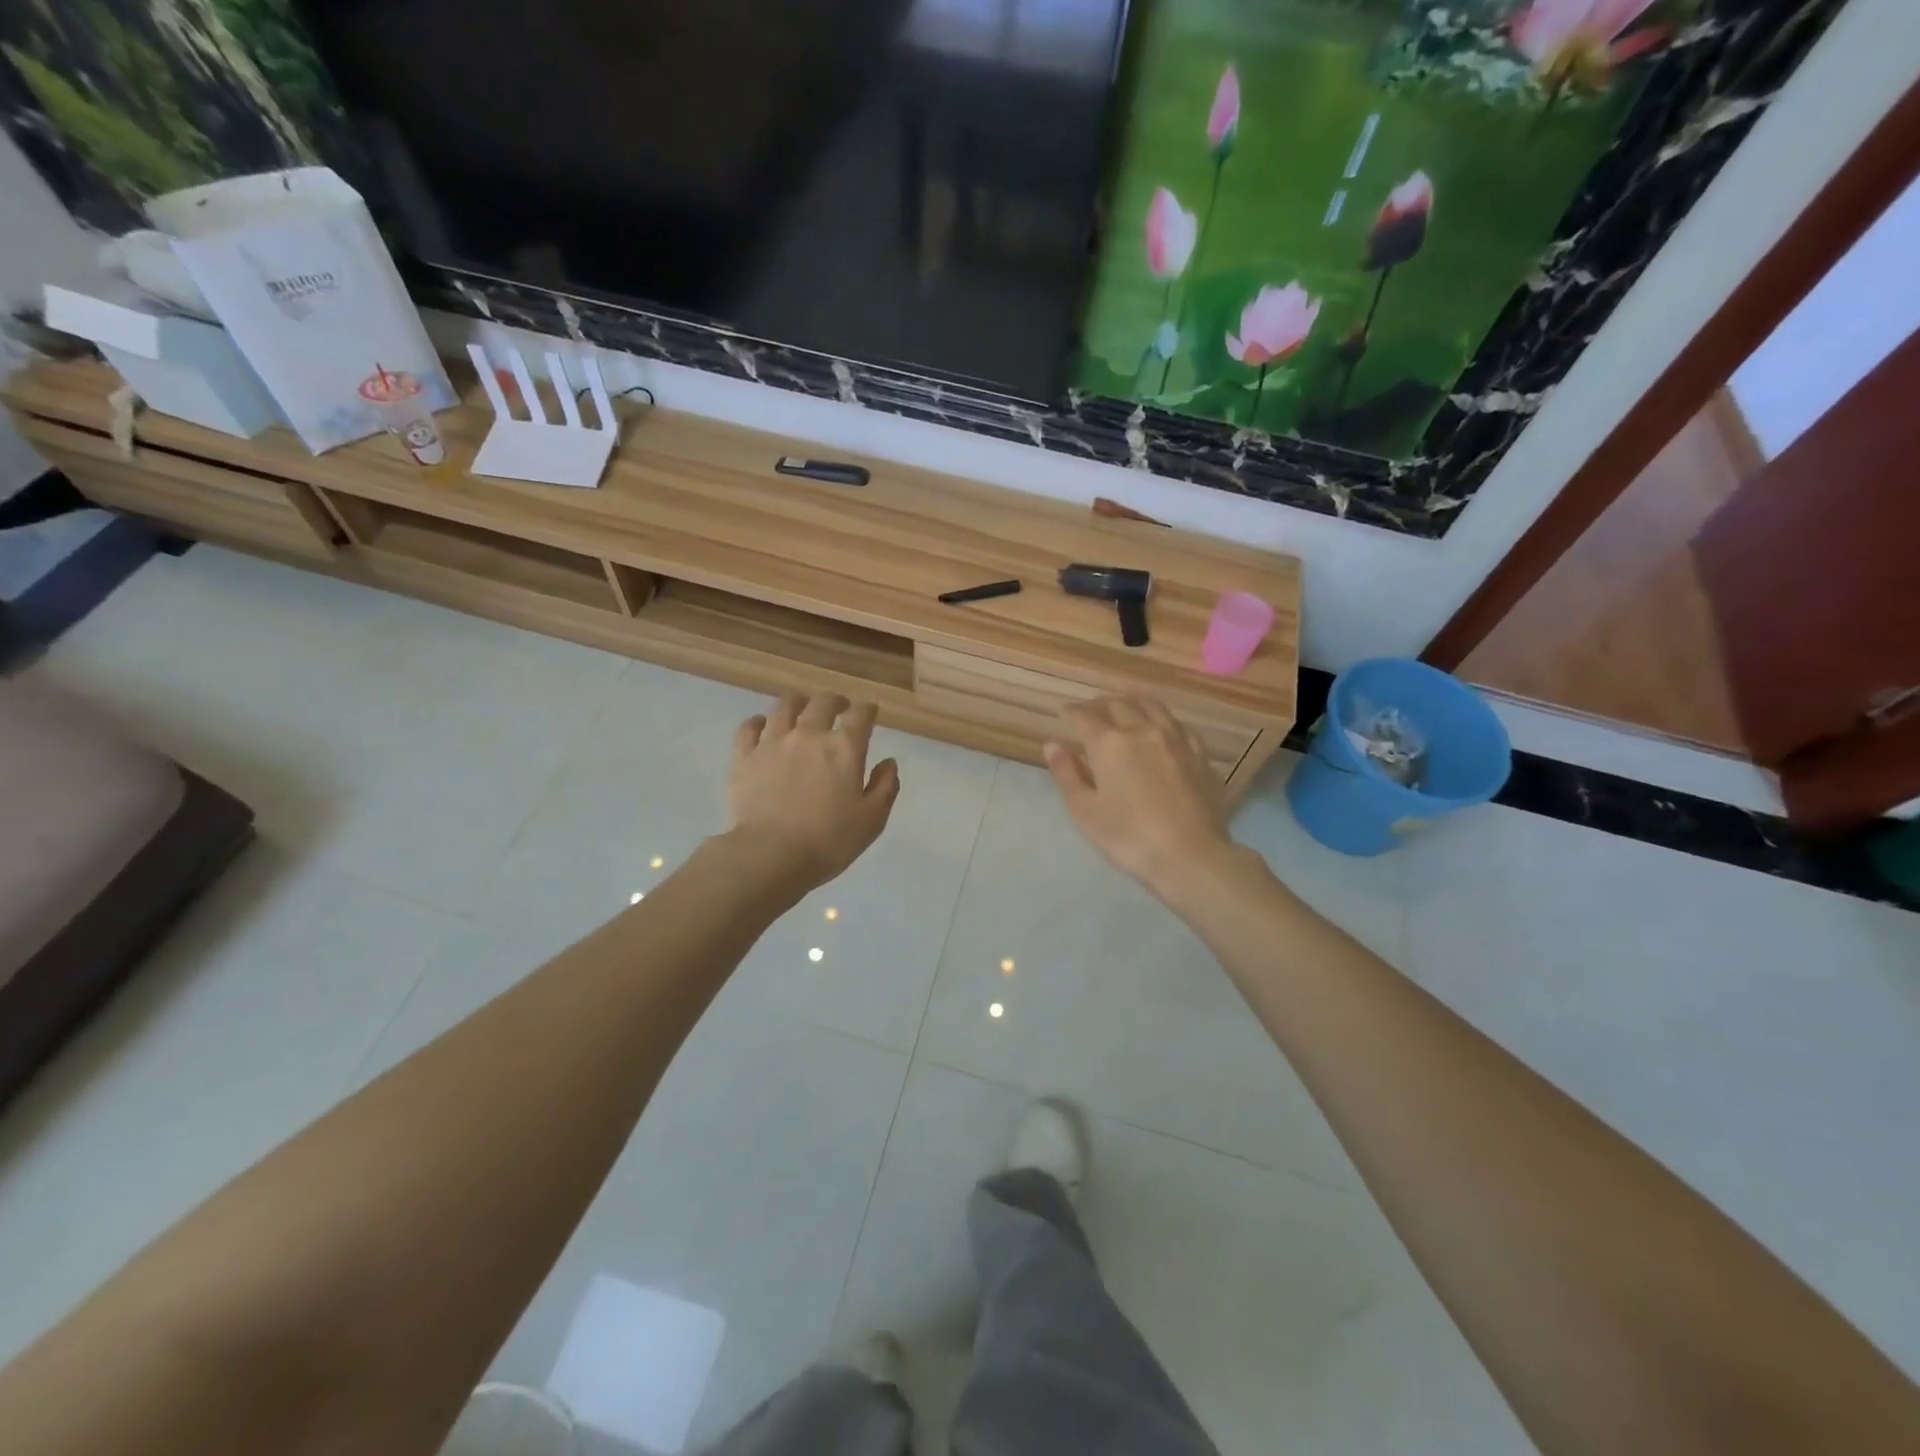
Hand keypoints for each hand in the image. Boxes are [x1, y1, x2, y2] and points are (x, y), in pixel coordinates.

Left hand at [725, 693, 900, 891]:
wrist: (771, 855)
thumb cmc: (829, 841)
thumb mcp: (872, 820)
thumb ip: (885, 786)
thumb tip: (888, 762)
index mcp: (844, 748)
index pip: (860, 715)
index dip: (867, 710)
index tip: (870, 712)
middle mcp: (809, 735)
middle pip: (822, 702)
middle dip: (835, 701)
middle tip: (839, 708)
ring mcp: (772, 742)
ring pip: (785, 706)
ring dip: (798, 703)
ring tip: (802, 709)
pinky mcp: (744, 757)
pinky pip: (749, 726)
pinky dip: (759, 721)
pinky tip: (763, 726)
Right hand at [1044, 696, 1234, 899]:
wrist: (1191, 856)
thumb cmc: (1129, 837)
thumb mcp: (1085, 811)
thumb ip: (1067, 774)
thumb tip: (1053, 745)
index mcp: (1109, 743)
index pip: (1085, 716)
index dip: (1071, 712)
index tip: (1064, 712)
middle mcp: (1143, 730)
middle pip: (1118, 704)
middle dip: (1100, 704)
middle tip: (1091, 712)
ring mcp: (1176, 739)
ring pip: (1152, 706)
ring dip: (1132, 702)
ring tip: (1124, 708)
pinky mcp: (1199, 754)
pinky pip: (1177, 724)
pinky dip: (1161, 719)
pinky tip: (1160, 729)